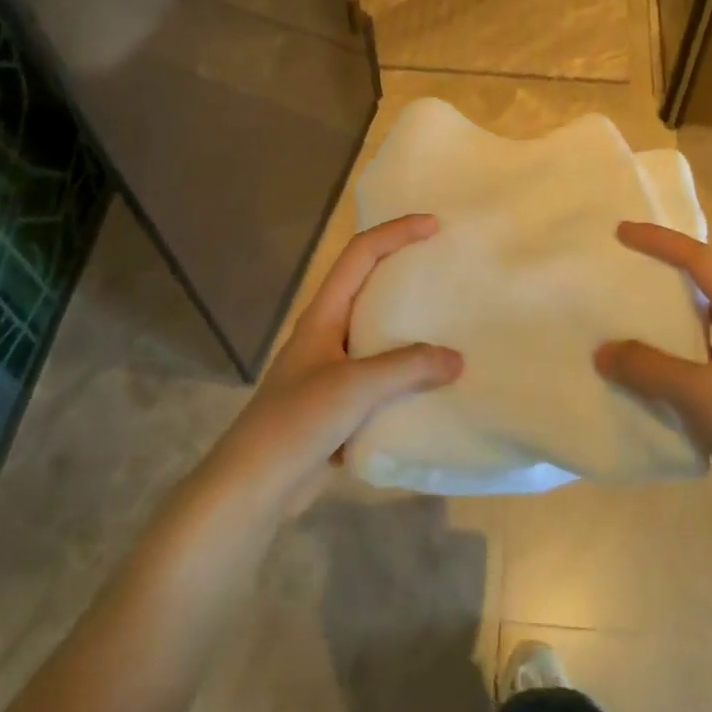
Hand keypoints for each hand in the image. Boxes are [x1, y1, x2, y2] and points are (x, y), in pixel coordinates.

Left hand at [211, 214, 462, 504]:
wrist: (255, 485)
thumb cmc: (297, 421)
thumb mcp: (354, 387)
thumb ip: (407, 368)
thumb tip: (457, 360)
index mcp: (323, 315)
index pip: (359, 255)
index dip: (395, 233)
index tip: (434, 226)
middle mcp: (327, 333)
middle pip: (368, 286)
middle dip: (405, 271)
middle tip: (446, 269)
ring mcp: (331, 368)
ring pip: (377, 333)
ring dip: (410, 325)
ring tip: (450, 323)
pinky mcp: (339, 402)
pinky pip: (380, 375)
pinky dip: (407, 371)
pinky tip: (434, 382)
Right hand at [595, 221, 711, 528]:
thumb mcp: (700, 394)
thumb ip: (648, 368)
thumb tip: (602, 351)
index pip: (701, 261)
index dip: (660, 241)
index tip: (620, 233)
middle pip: (700, 285)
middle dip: (660, 270)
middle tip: (618, 267)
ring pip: (694, 324)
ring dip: (659, 316)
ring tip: (619, 314)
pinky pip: (691, 360)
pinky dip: (663, 356)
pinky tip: (637, 370)